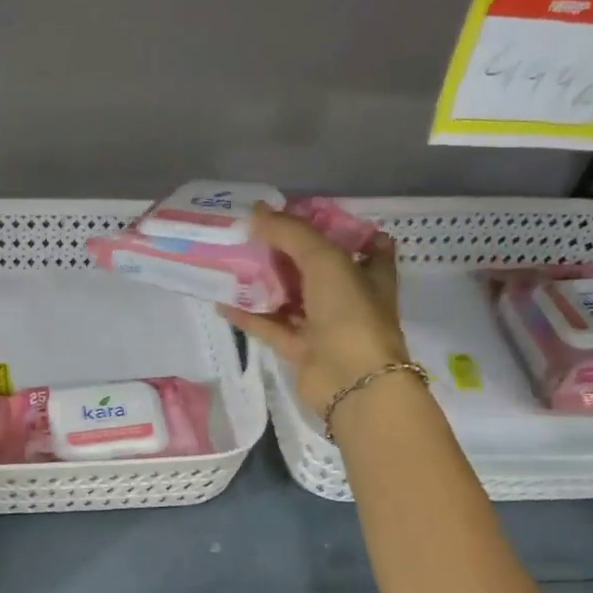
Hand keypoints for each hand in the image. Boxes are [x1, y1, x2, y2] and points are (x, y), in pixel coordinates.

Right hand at [220, 204, 409, 414]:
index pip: (364, 243)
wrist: (352, 381)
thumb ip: (290, 233)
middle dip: (289, 252)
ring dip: (265, 282)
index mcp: (370, 272)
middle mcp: (350, 297)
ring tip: (234, 261)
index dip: (340, 228)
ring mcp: (325, 325)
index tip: (306, 215)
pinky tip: (222, 300)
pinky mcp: (301, 349)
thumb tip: (255, 211)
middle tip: (256, 233)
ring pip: (291, 297)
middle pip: (318, 268)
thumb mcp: (324, 260)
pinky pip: (271, 326)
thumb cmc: (350, 312)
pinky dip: (249, 315)